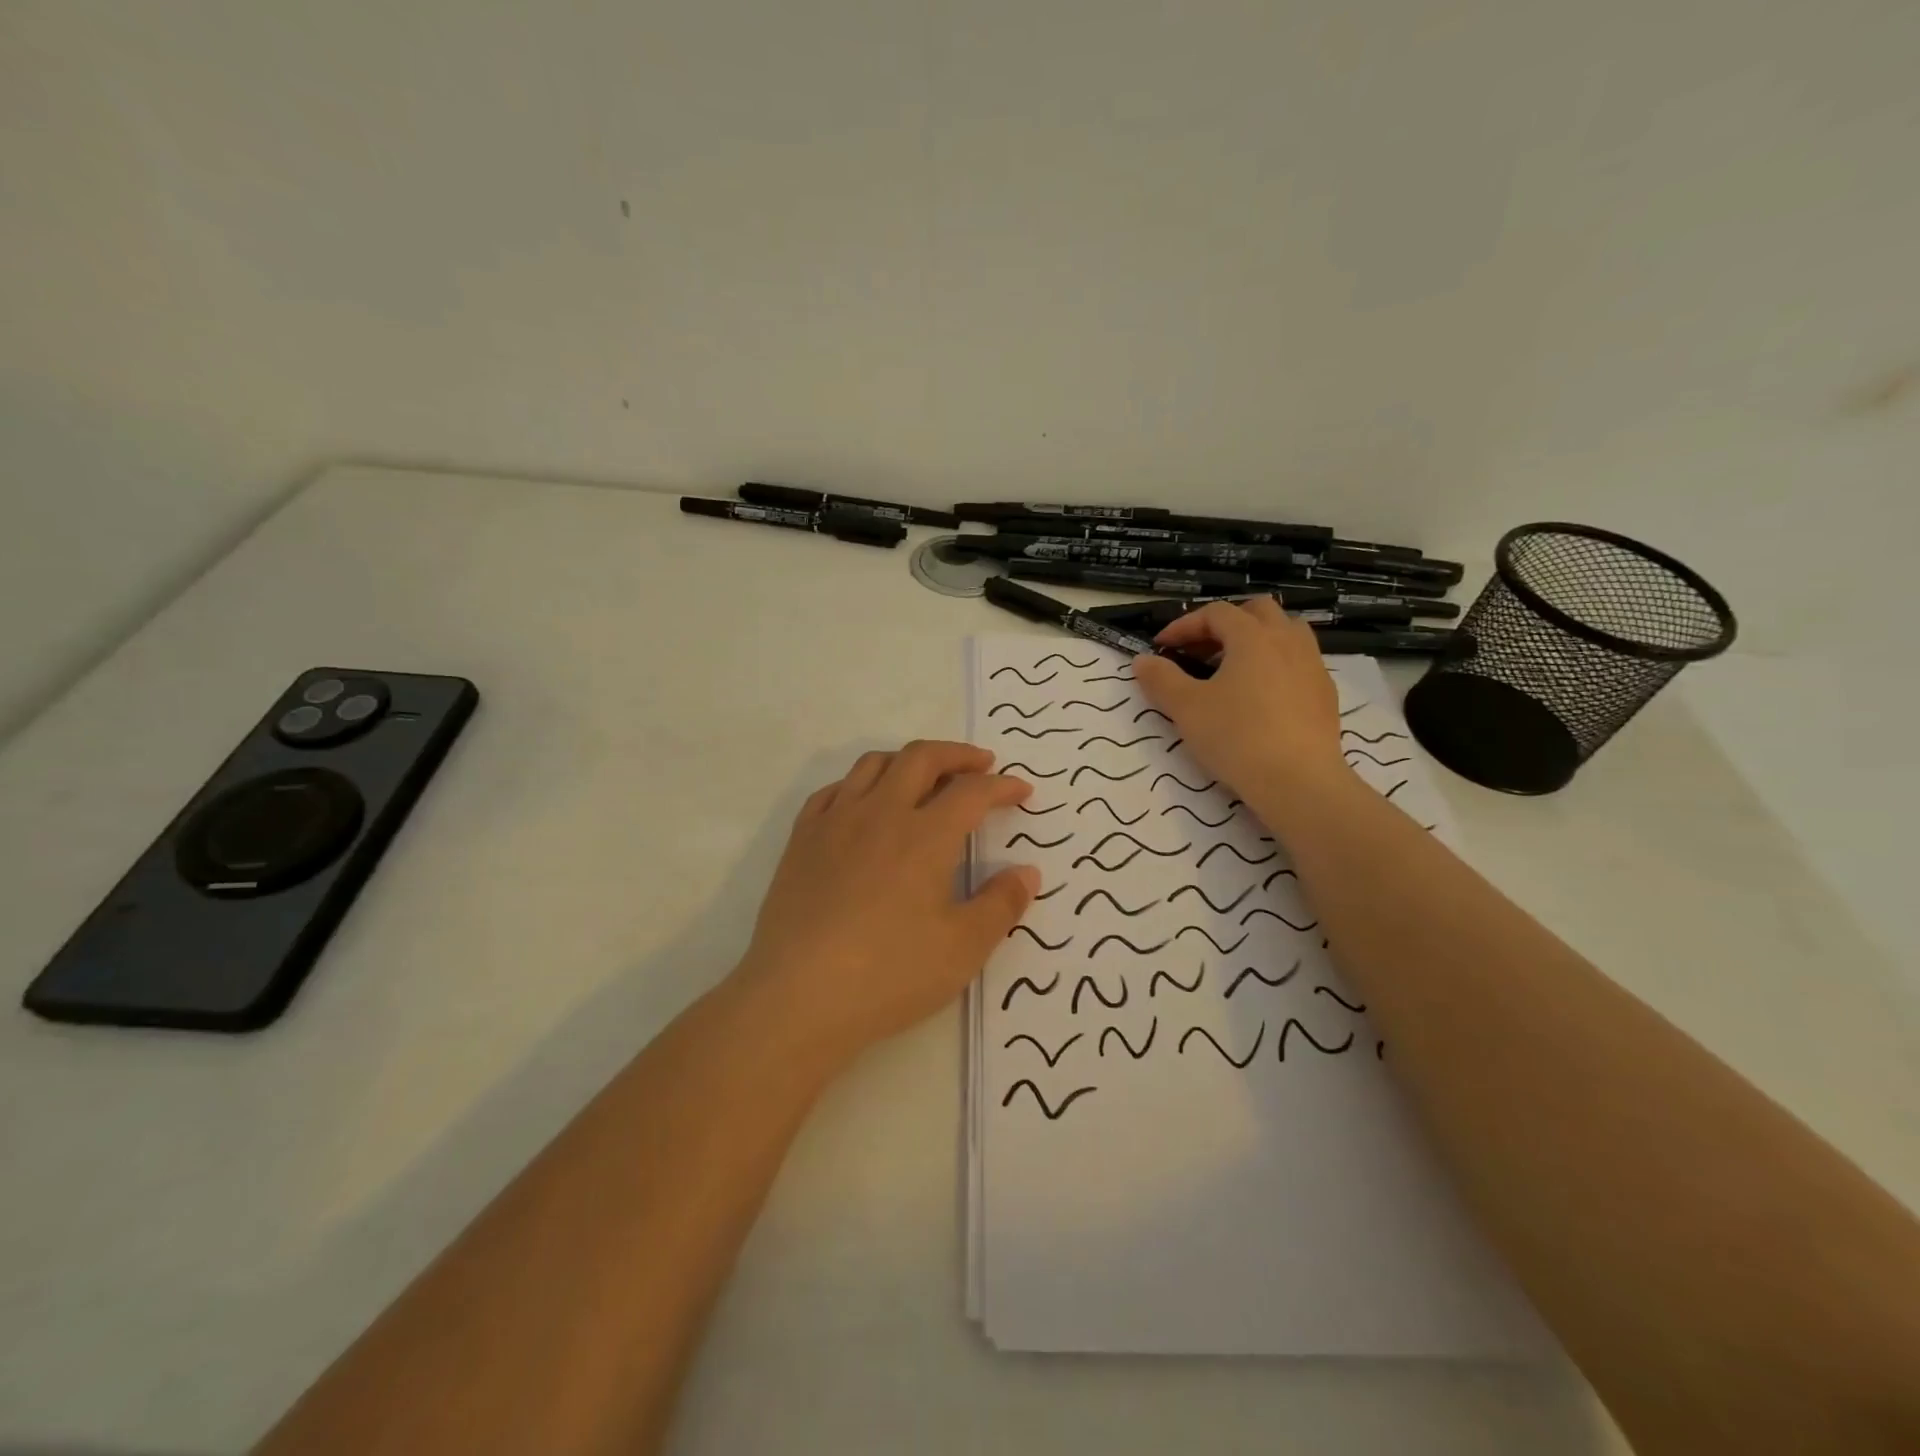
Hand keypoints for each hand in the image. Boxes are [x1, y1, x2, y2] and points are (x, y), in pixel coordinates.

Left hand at [734, 741, 1039, 1065]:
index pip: (972, 792)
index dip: (1002, 786)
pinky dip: (859, 784)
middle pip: (921, 758)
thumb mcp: (964, 948)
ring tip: (925, 776)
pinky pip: (832, 790)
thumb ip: (1001, 904)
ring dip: (907, 760)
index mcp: (925, 836)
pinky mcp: (801, 840)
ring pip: (873, 765)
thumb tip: (1027, 872)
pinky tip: (864, 804)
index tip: (1022, 791)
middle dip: (957, 754)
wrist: (799, 996)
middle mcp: (880, 813)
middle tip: (980, 765)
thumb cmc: (890, 974)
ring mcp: (835, 822)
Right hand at [1132, 599, 1350, 825]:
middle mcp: (1287, 641)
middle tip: (1201, 650)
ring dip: (1256, 640)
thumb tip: (1142, 660)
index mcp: (1252, 636)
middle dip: (1225, 623)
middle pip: (1257, 611)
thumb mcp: (1186, 708)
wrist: (1298, 781)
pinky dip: (1275, 665)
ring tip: (1233, 667)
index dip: (1184, 625)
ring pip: (1286, 632)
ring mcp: (1312, 665)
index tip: (1161, 647)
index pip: (1215, 613)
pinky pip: (1299, 662)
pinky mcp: (1325, 693)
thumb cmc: (1236, 737)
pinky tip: (1260, 696)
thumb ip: (1161, 679)